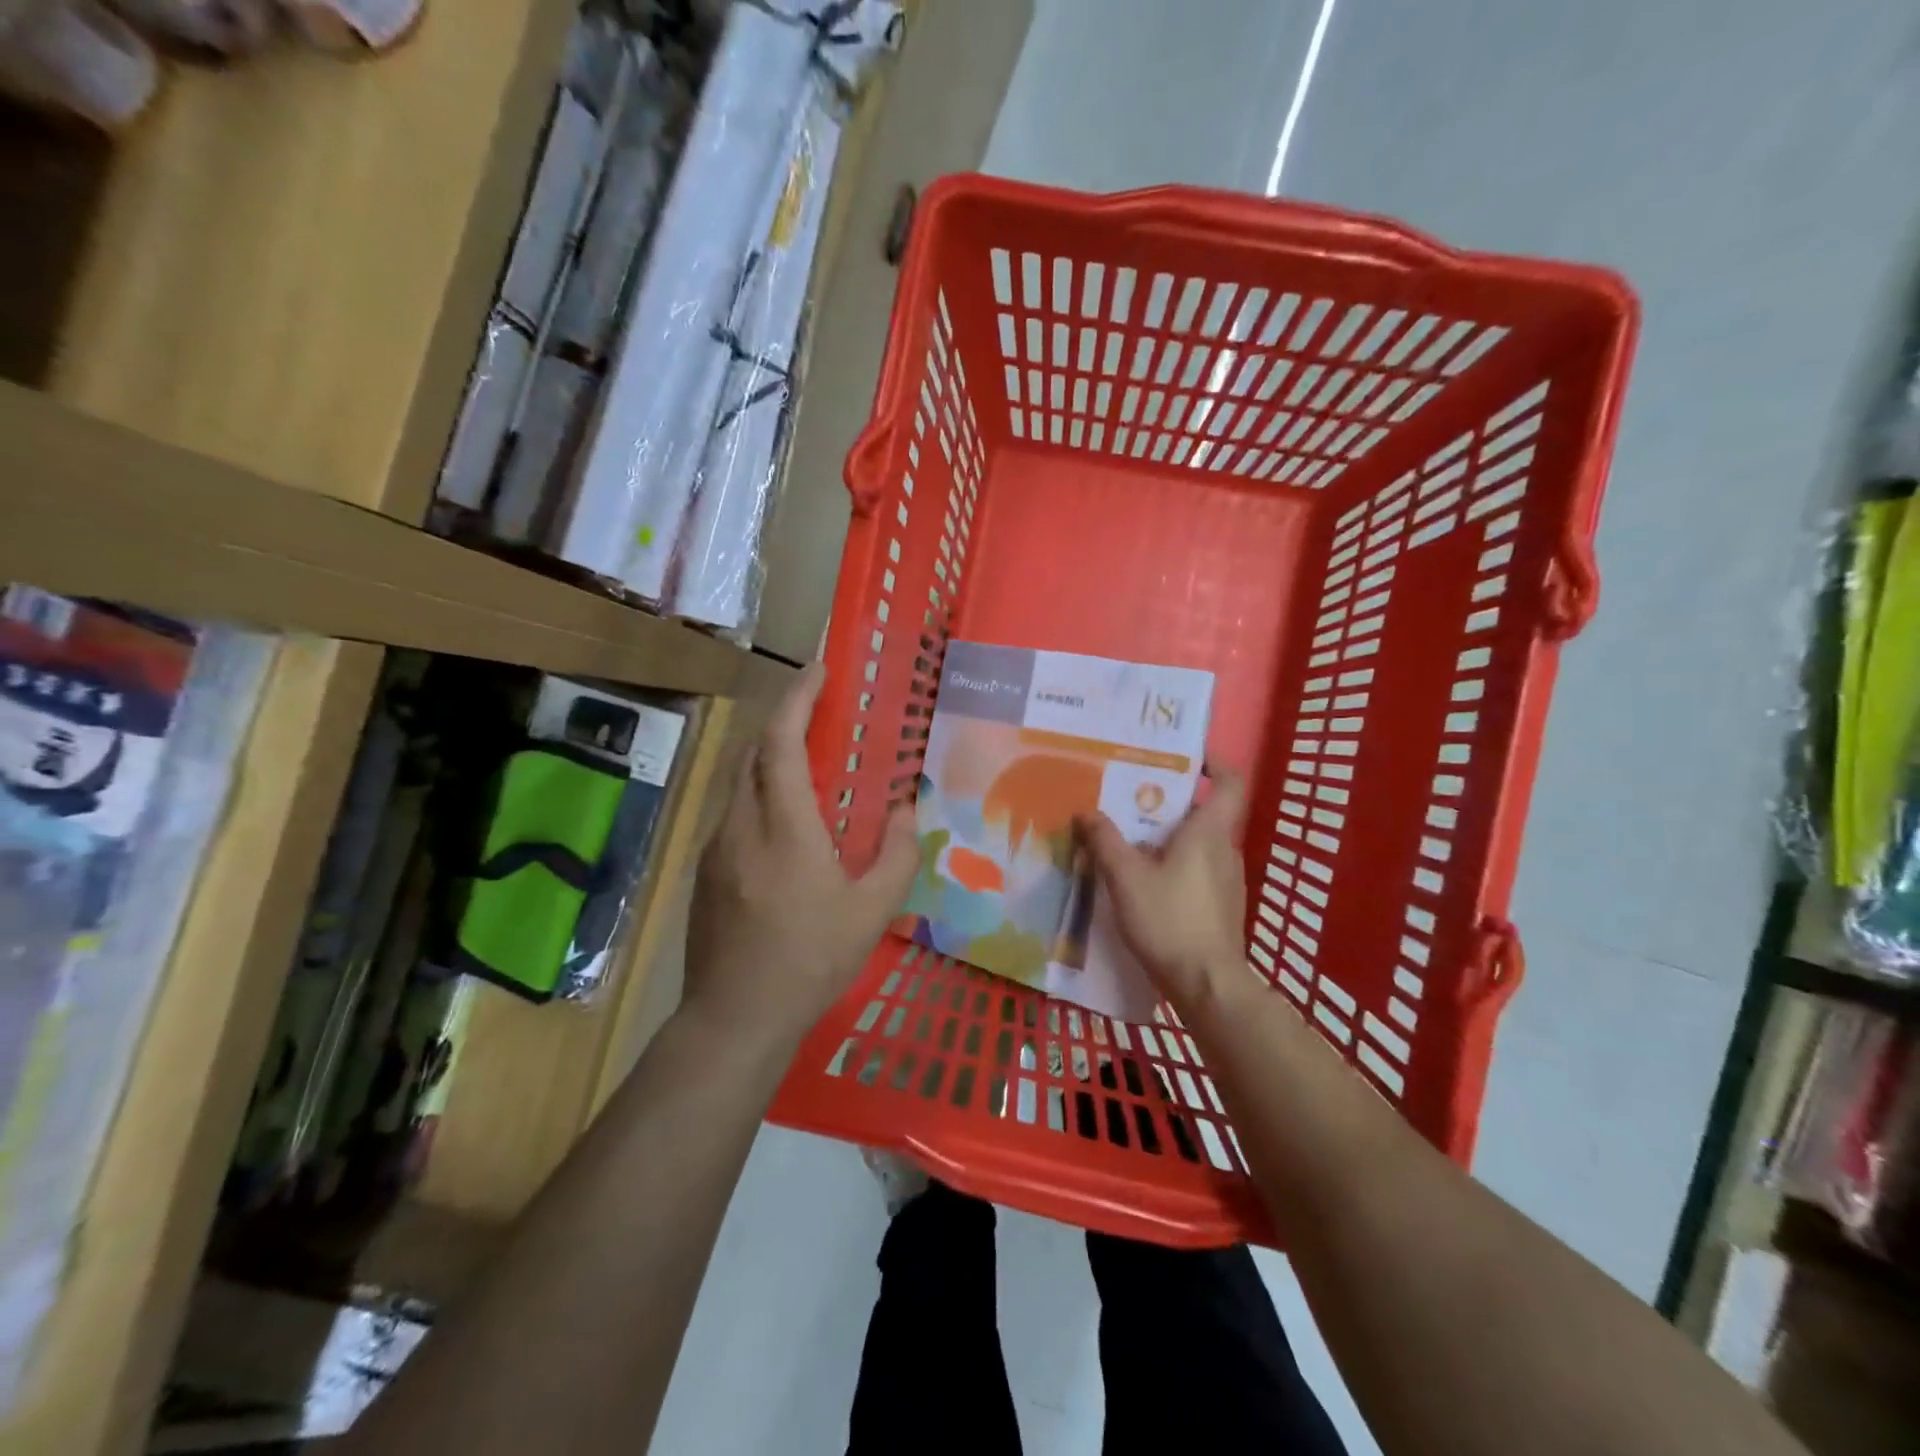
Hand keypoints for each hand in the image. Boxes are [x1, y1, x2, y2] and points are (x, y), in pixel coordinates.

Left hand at [685, 664, 917, 1047]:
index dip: (797, 699)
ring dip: (772, 760)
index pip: (781, 743)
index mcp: (784, 829)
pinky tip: (786, 825)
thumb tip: (903, 808)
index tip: (819, 671)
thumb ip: (896, 853)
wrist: (734, 1018)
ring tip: (810, 766)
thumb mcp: (872, 912)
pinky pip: (735, 813)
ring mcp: (716, 847)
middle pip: (754, 752)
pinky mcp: (705, 870)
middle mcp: (741, 826)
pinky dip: (761, 795)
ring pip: (741, 782)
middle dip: (784, 721)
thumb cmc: (810, 961)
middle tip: (821, 713)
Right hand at [1079, 763, 1248, 1012]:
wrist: (1207, 985)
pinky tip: (1145, 880)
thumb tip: (1086, 812)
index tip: (1187, 754)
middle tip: (1132, 798)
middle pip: (1205, 812)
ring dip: (1170, 836)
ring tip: (1131, 838)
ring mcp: (1227, 880)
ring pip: (1200, 843)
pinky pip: (1198, 869)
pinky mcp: (1222, 906)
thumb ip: (1104, 840)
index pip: (1230, 782)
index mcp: (1209, 832)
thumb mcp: (1125, 877)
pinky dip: (1175, 864)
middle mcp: (1224, 849)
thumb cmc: (1168, 920)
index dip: (1214, 762)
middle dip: (1171, 801)